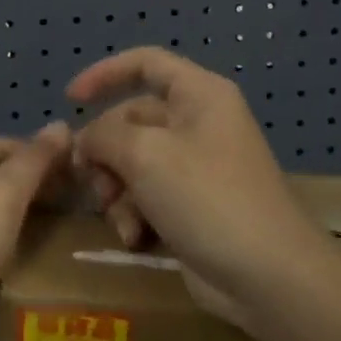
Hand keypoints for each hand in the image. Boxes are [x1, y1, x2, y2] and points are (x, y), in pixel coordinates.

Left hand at [0, 124, 70, 340]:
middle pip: (3, 187)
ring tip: (86, 244)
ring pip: (4, 232)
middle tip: (92, 207)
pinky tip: (57, 281)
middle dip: (44, 193)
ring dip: (39, 235)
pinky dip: (24, 274)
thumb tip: (61, 124)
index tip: (85, 168)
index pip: (3, 146)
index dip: (42, 151)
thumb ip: (33, 161)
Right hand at [68, 47, 334, 336]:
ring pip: (134, 162)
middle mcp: (198, 123)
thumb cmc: (208, 197)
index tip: (70, 100)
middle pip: (132, 120)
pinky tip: (135, 238)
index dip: (104, 74)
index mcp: (199, 94)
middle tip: (91, 181)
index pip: (145, 62)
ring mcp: (197, 167)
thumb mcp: (145, 155)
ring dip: (117, 190)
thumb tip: (85, 141)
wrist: (270, 277)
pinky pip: (148, 195)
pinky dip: (135, 213)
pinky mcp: (193, 206)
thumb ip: (103, 135)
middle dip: (106, 152)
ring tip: (119, 218)